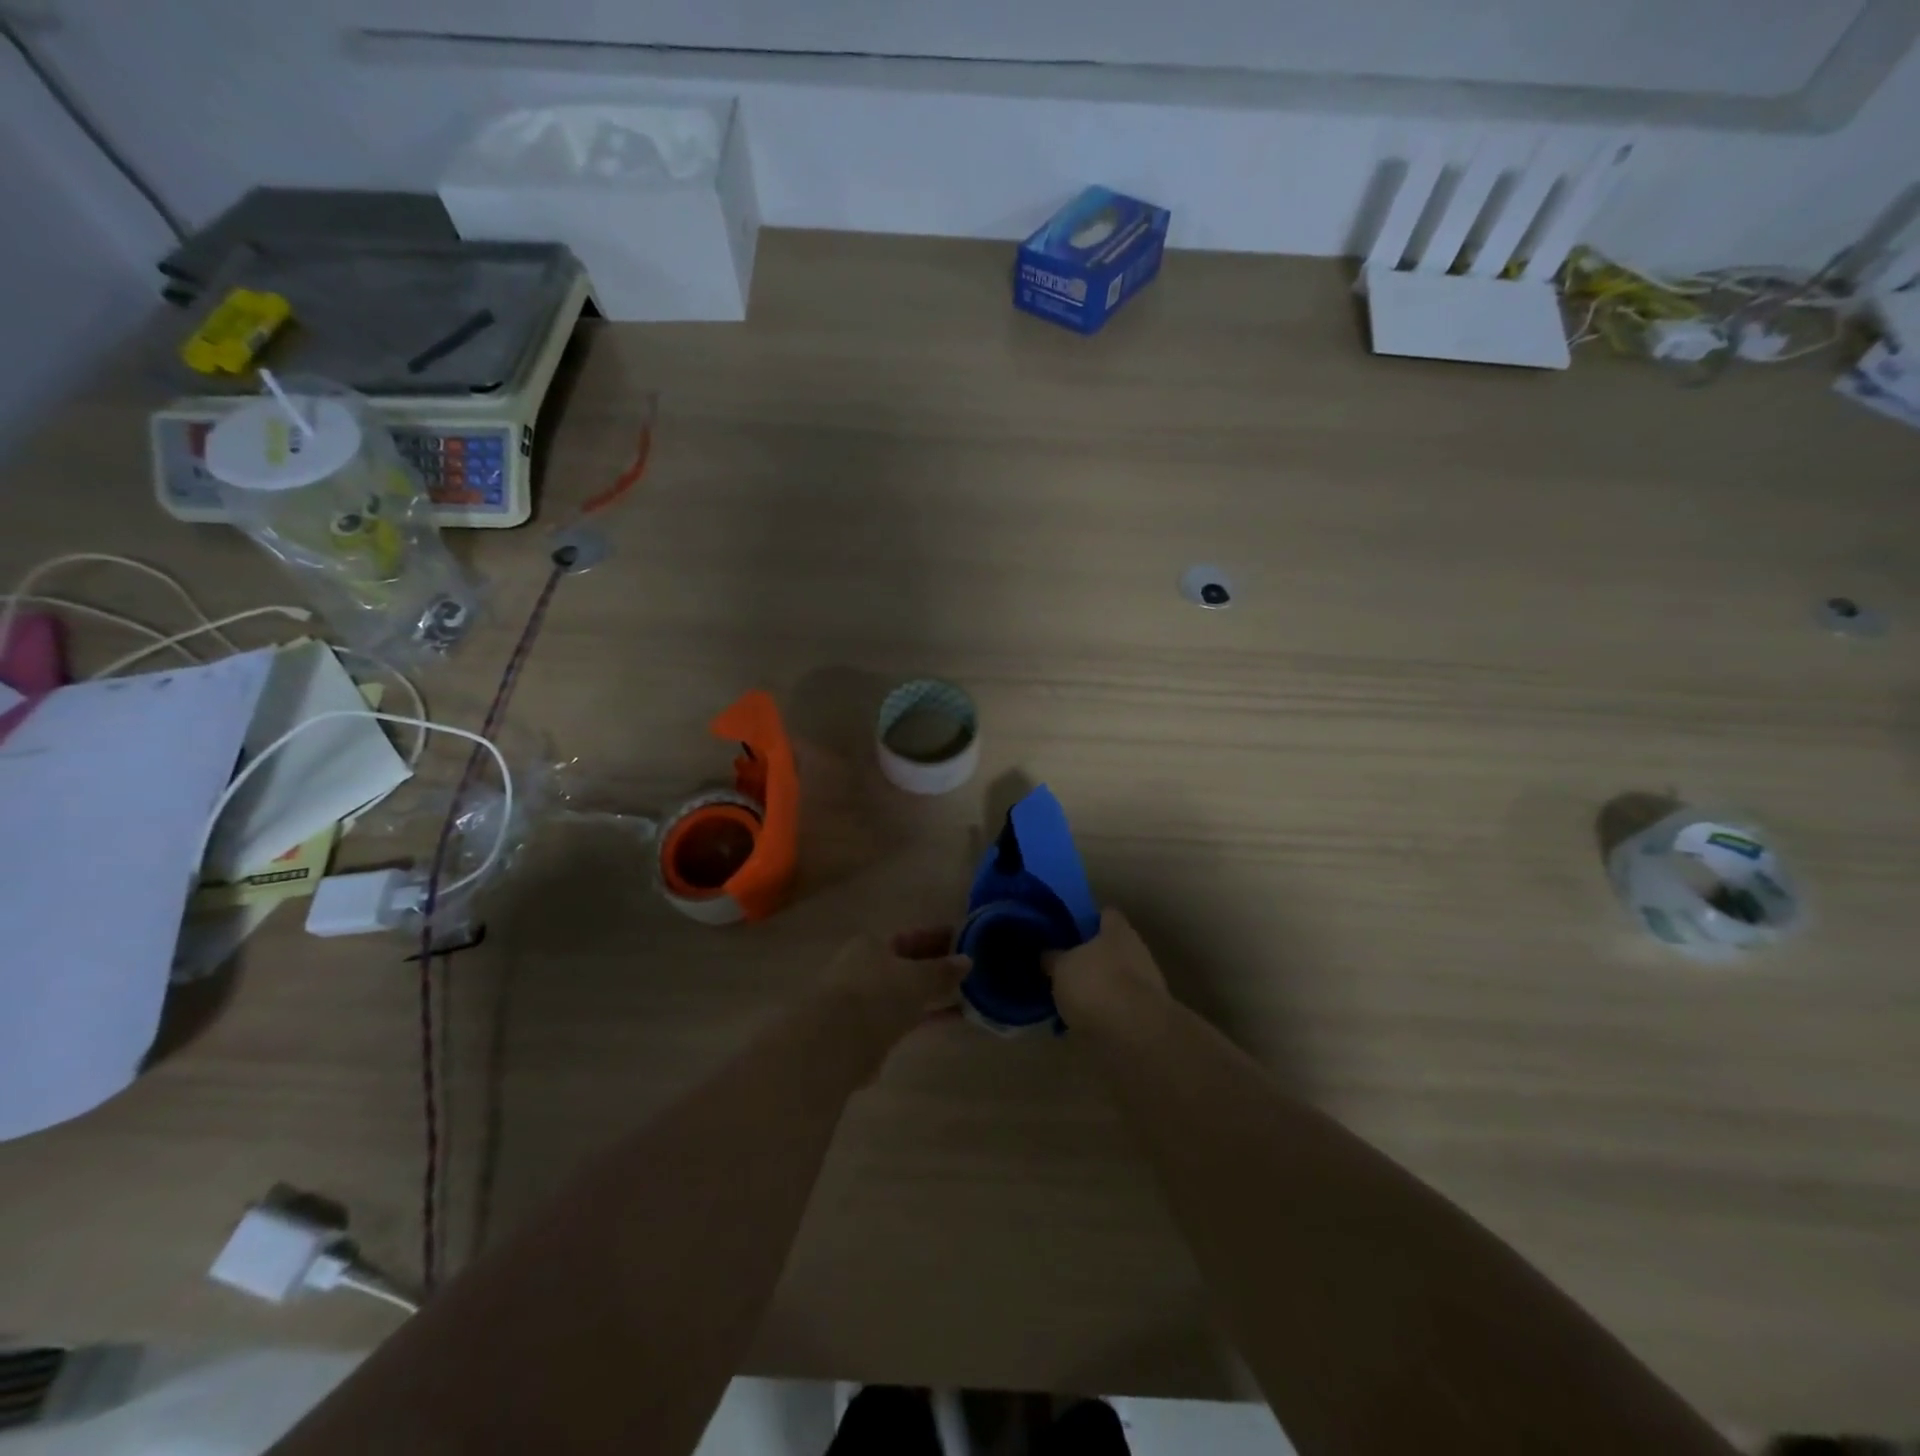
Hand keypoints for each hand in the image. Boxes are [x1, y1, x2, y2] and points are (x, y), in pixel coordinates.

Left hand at [821, 926, 971, 1045]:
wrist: (837, 1043)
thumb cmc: (877, 994)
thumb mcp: (917, 978)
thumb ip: (942, 970)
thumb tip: (967, 960)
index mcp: (871, 945)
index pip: (910, 937)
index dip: (937, 937)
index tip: (964, 940)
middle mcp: (865, 969)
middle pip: (907, 964)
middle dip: (936, 966)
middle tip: (970, 968)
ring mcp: (865, 1002)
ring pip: (906, 992)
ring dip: (933, 993)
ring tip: (967, 993)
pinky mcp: (870, 1032)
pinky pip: (906, 1017)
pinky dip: (927, 1015)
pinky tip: (952, 1017)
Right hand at [1048, 908, 1167, 1020]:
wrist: (1136, 1035)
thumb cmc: (1096, 985)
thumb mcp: (1060, 967)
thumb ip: (1053, 958)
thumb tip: (1048, 954)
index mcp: (1118, 931)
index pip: (1106, 914)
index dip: (1088, 920)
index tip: (1069, 930)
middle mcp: (1136, 951)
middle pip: (1111, 948)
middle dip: (1091, 959)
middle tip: (1064, 969)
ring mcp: (1146, 984)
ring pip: (1115, 979)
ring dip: (1097, 988)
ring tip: (1069, 1001)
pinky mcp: (1146, 1015)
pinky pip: (1118, 1007)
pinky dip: (1103, 1014)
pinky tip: (1082, 1024)